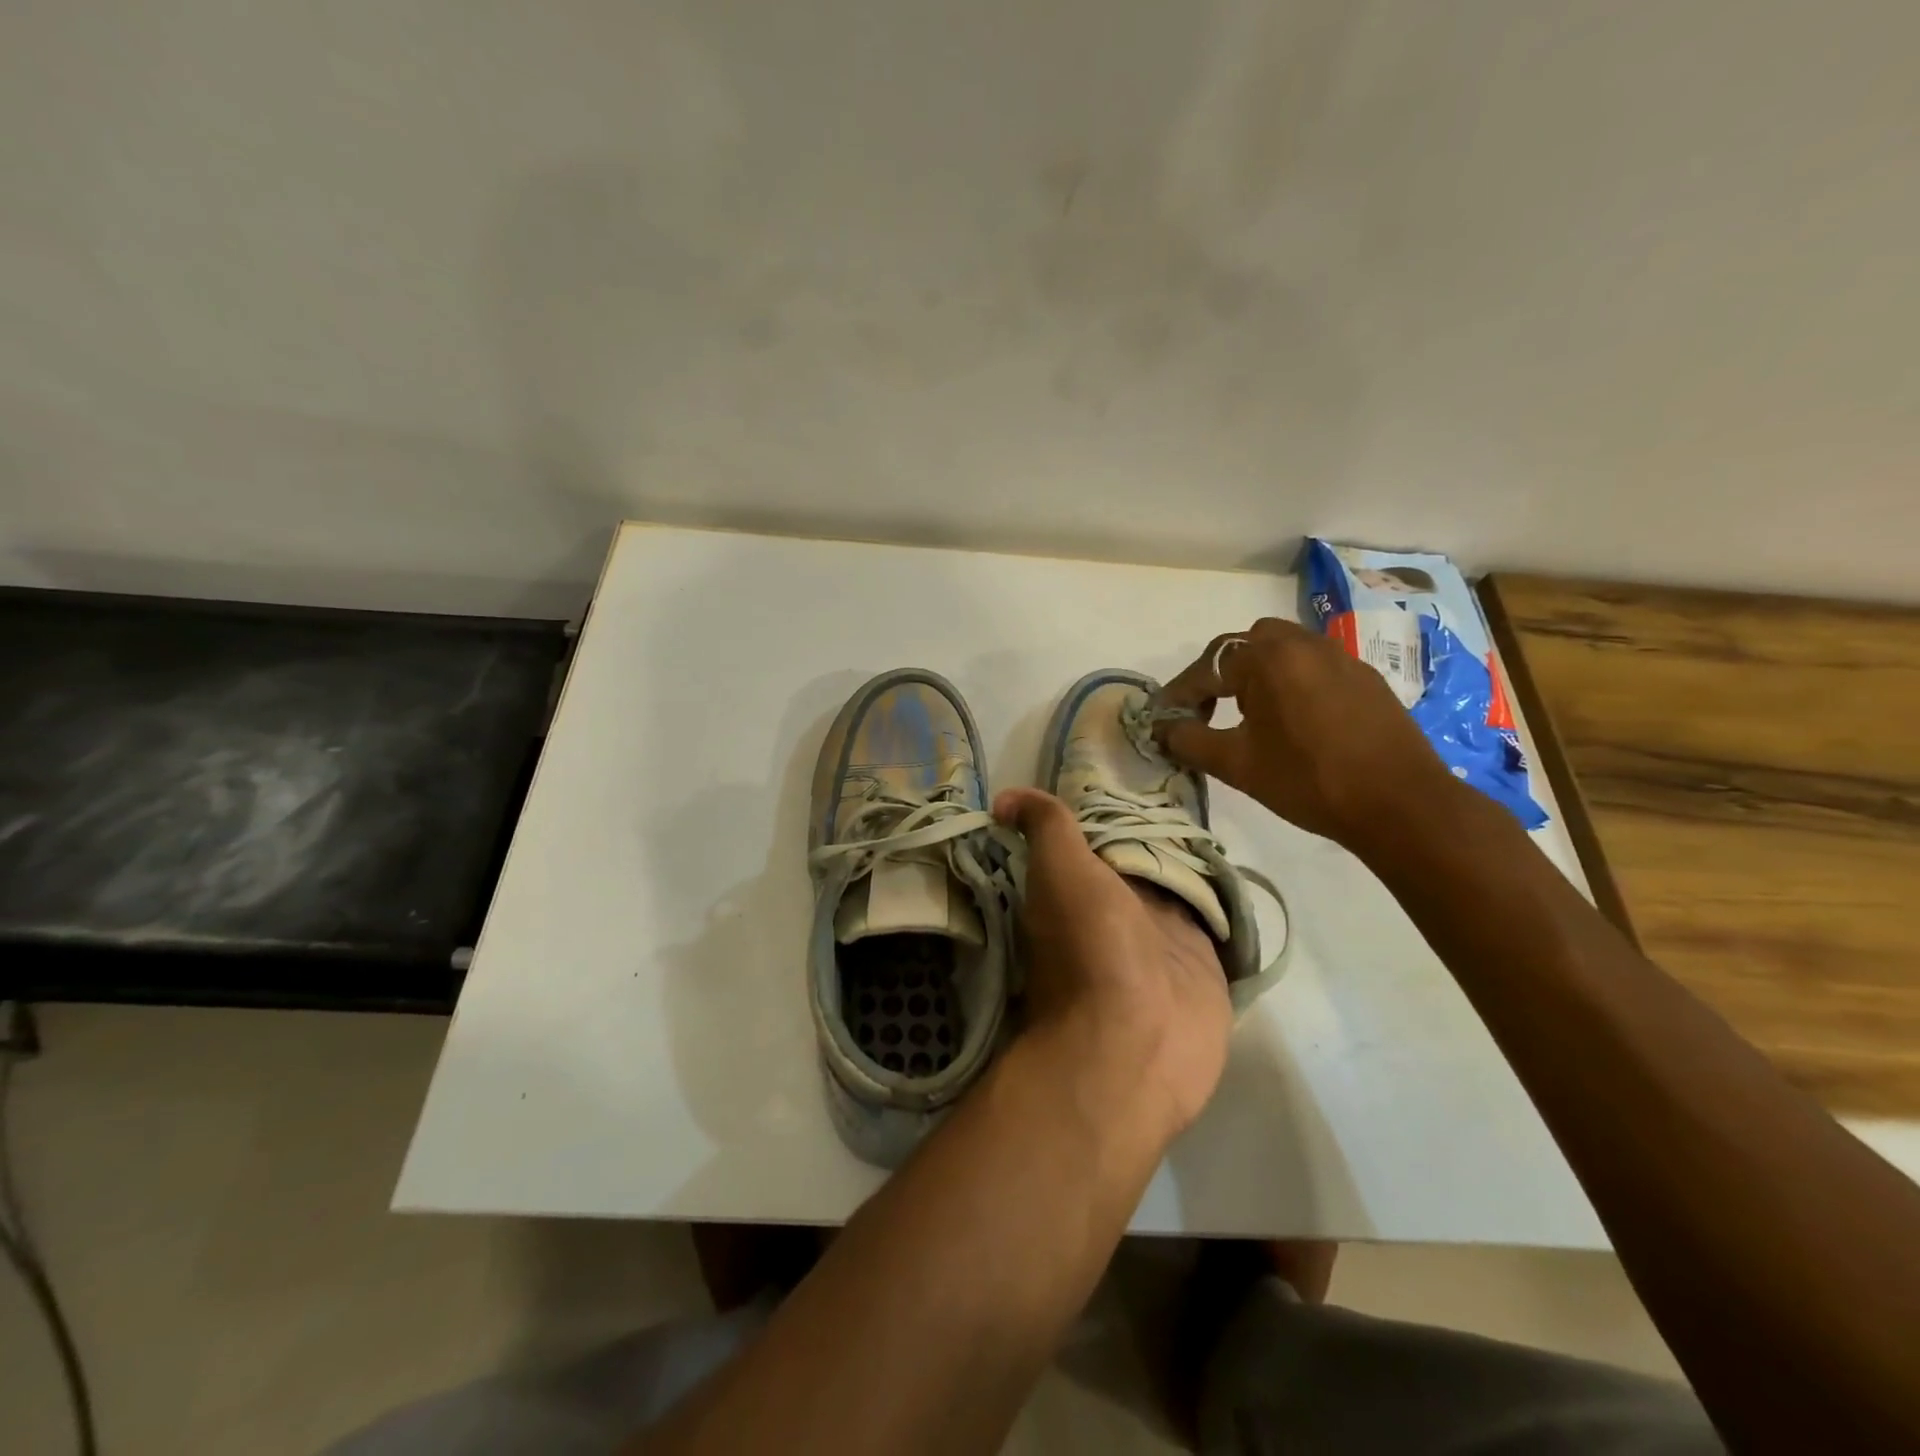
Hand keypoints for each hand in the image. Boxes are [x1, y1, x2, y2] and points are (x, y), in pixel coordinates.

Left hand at [993, 787, 1231, 1142]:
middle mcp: (1119, 911)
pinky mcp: (1204, 961)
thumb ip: (1044, 828)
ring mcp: (1163, 938)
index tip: (1133, 770)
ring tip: (1212, 815)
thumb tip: (1004, 798)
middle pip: (1141, 858)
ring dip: (1191, 859)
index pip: (1097, 838)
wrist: (1137, 1042)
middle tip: (1184, 783)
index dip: (1111, 808)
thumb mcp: (1058, 872)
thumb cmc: (1091, 947)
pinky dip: (1221, 895)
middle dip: (1157, 828)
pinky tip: (1234, 866)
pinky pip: (1214, 917)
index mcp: (1080, 889)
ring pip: (1178, 885)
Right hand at [1156, 617, 1460, 852]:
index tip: (1163, 718)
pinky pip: (1314, 666)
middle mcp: (1303, 644)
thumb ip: (1190, 740)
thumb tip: (1162, 728)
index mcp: (1268, 659)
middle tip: (1208, 710)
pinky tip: (1295, 720)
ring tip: (1250, 714)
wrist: (1400, 804)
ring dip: (1258, 673)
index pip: (1207, 667)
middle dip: (1220, 673)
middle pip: (1246, 645)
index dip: (1180, 693)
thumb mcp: (1237, 764)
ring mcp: (1340, 657)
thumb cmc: (1308, 781)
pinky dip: (1292, 681)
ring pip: (1284, 650)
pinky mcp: (1365, 678)